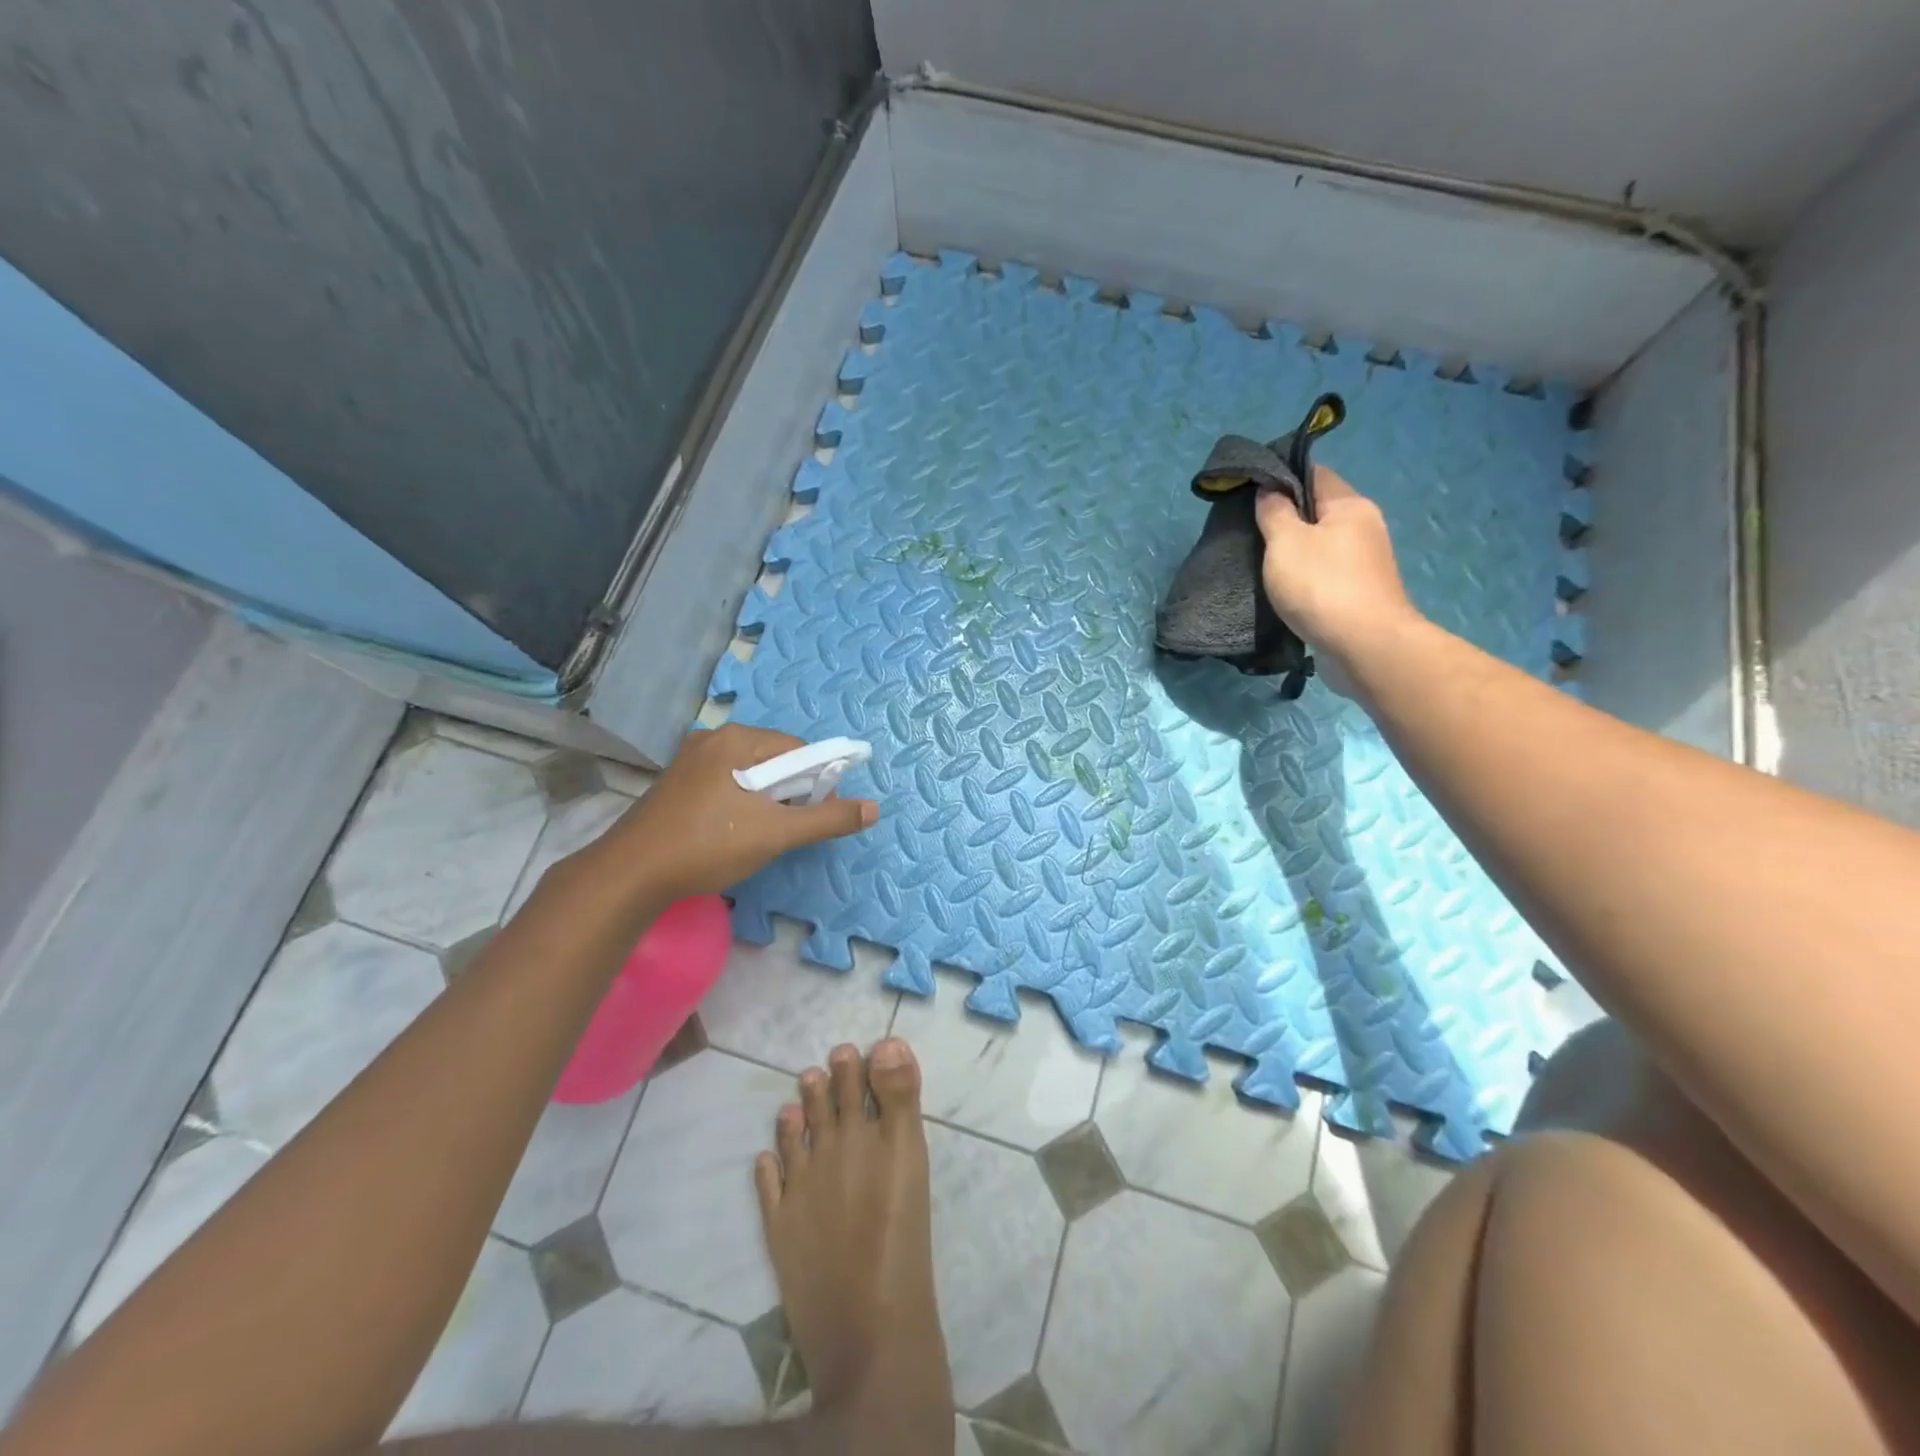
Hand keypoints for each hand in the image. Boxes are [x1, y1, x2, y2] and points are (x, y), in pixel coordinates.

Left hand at [592, 724, 878, 904]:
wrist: (630, 875)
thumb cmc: (708, 845)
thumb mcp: (776, 833)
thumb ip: (827, 818)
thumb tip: (874, 808)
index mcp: (738, 739)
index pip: (799, 749)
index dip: (815, 782)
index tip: (812, 816)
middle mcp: (713, 739)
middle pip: (774, 760)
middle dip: (788, 792)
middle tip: (782, 830)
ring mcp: (689, 760)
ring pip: (748, 774)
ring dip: (764, 801)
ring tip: (756, 835)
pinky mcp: (676, 783)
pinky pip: (724, 783)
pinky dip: (738, 803)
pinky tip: (729, 833)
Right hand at [1254, 465, 1418, 669]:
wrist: (1365, 646)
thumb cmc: (1322, 586)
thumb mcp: (1285, 543)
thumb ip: (1274, 512)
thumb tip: (1269, 491)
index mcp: (1350, 505)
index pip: (1313, 474)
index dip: (1280, 478)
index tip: (1248, 493)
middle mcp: (1364, 526)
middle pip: (1317, 510)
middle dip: (1284, 518)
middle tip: (1248, 533)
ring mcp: (1365, 562)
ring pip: (1320, 544)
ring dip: (1293, 552)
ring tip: (1260, 564)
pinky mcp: (1359, 592)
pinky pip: (1325, 572)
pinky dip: (1304, 576)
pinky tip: (1284, 590)